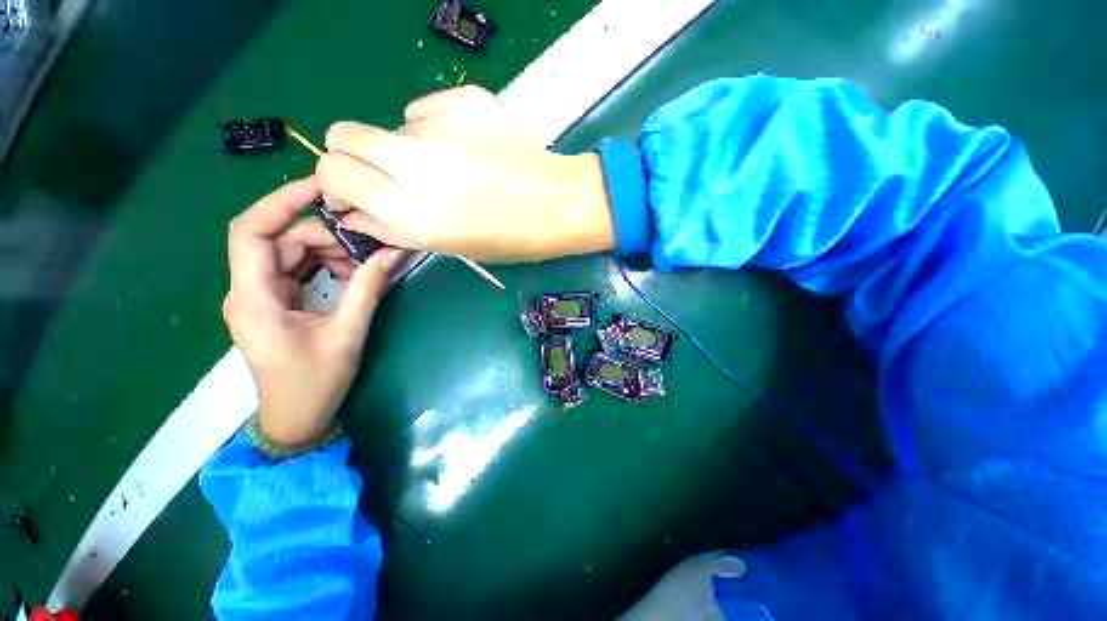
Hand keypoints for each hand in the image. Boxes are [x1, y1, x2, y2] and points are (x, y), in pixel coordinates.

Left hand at [223, 177, 408, 445]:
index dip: (280, 202)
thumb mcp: (347, 335)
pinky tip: (349, 274)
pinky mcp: (273, 302)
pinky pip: (296, 269)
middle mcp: (247, 290)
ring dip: (326, 251)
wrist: (296, 419)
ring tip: (362, 263)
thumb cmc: (315, 384)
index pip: (251, 232)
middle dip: (323, 234)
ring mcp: (259, 296)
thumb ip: (367, 290)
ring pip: (288, 253)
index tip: (321, 188)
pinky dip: (323, 265)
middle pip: (278, 240)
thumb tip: (392, 254)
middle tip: (366, 243)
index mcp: (253, 299)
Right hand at [316, 85, 614, 261]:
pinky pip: (425, 109)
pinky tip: (466, 147)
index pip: (333, 173)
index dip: (336, 182)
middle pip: (343, 133)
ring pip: (392, 125)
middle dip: (354, 155)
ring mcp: (442, 124)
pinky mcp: (465, 99)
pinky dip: (434, 128)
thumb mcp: (450, 247)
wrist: (558, 204)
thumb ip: (393, 229)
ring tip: (450, 168)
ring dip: (407, 148)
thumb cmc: (510, 238)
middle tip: (387, 175)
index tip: (356, 193)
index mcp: (414, 211)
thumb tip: (352, 213)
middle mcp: (417, 164)